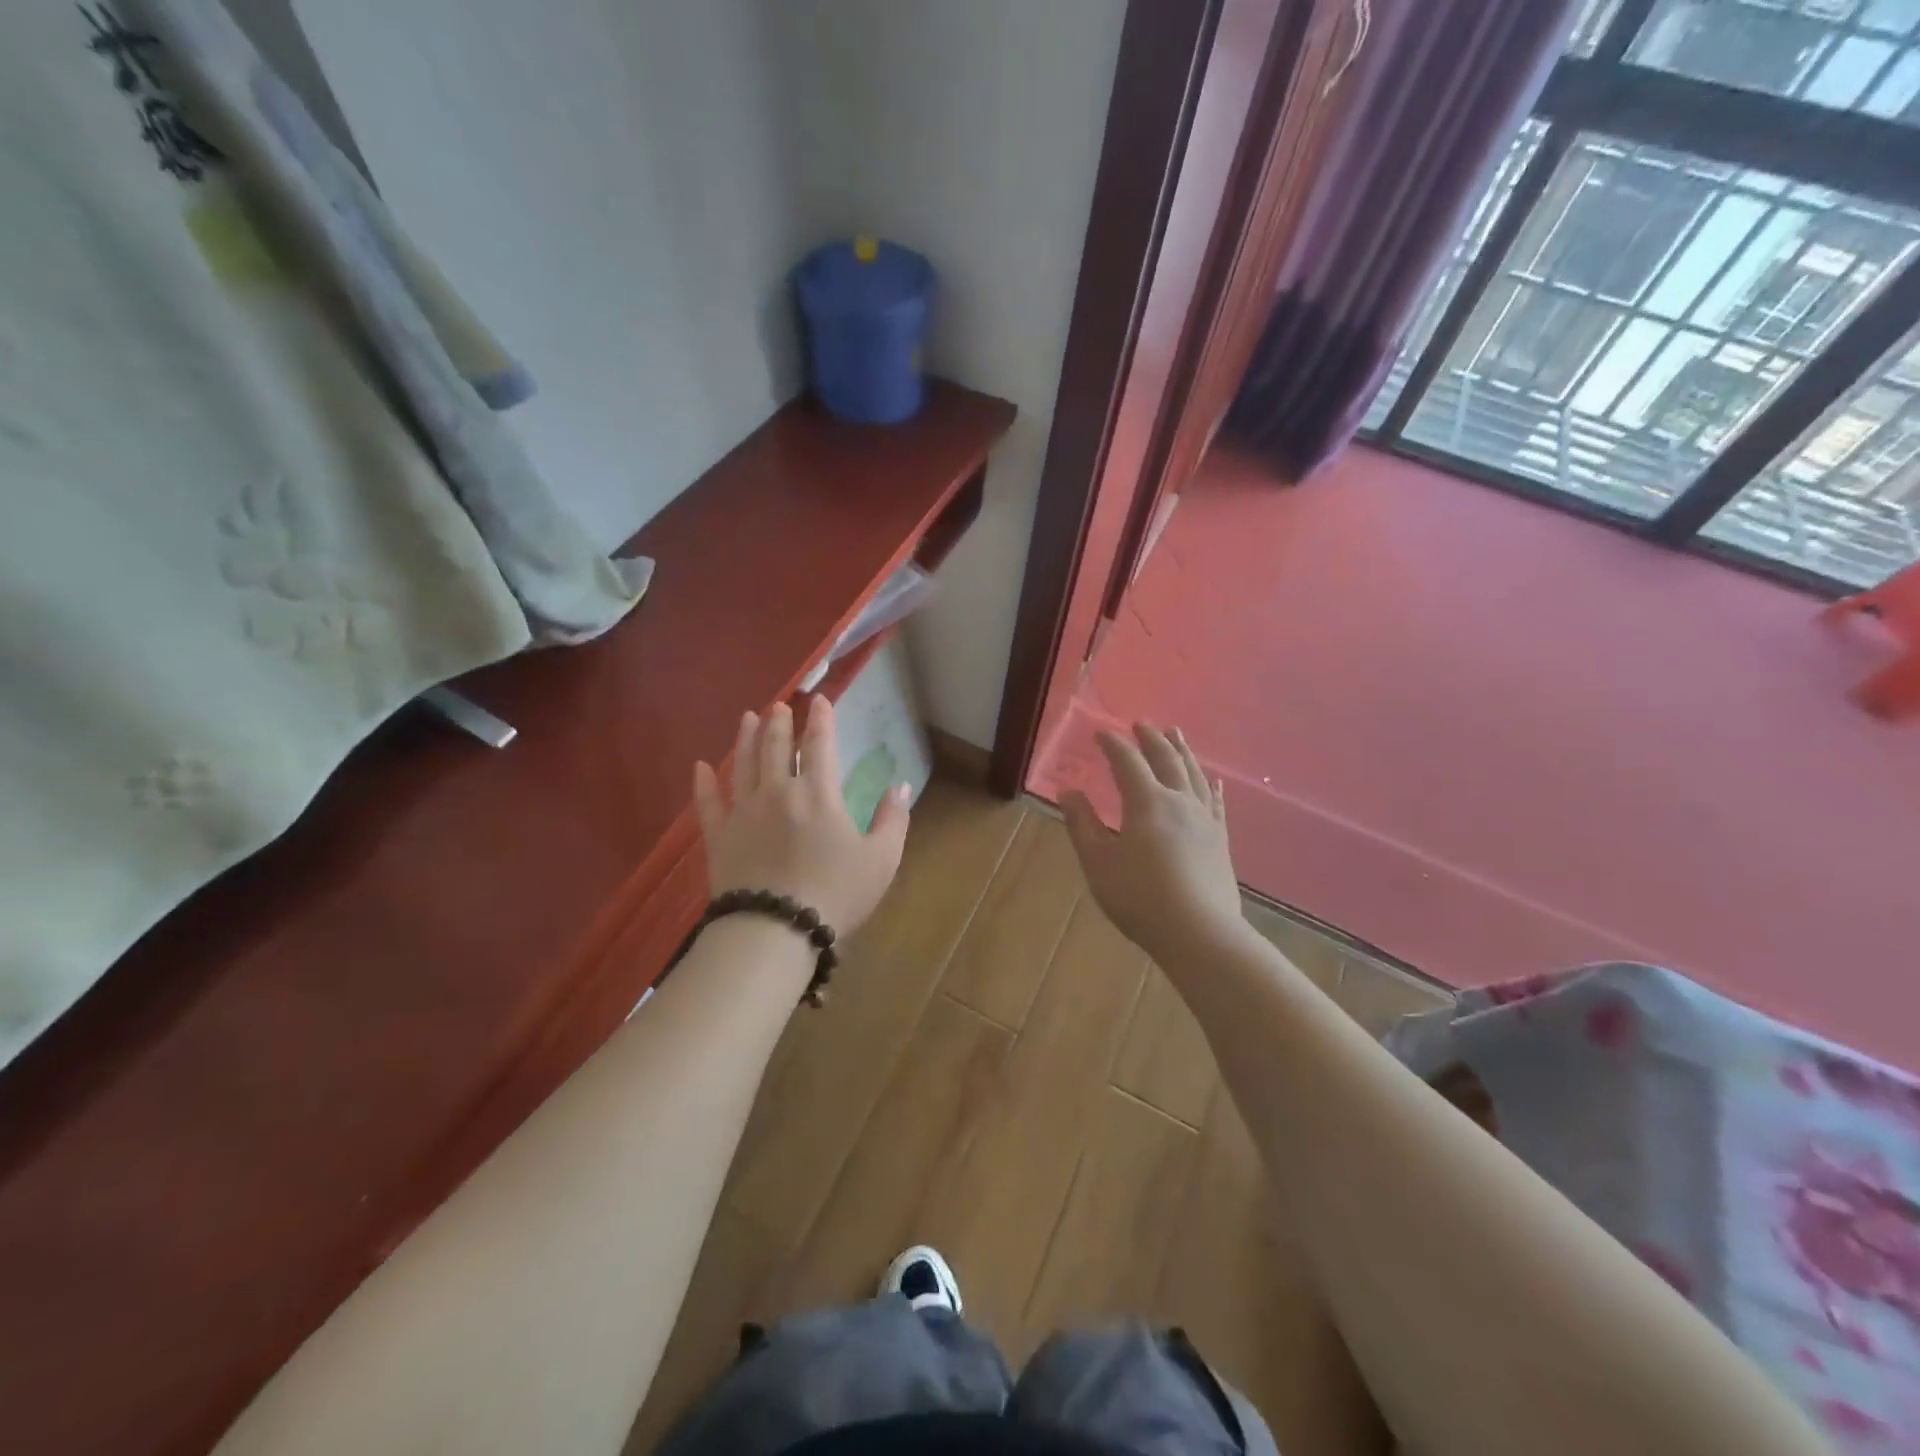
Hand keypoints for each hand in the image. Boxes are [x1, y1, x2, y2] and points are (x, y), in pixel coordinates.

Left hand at [693, 696, 910, 937]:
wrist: (775, 929)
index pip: (819, 745)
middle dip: (779, 723)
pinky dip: (703, 783)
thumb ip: (893, 819)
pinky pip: (707, 803)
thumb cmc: (835, 893)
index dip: (821, 720)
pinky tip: (700, 767)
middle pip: (775, 747)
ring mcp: (743, 812)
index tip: (819, 701)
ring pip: (743, 765)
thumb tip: (901, 785)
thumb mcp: (881, 859)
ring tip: (747, 718)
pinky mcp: (719, 837)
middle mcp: (777, 792)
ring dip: (745, 738)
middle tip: (779, 706)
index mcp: (818, 793)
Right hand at [1061, 724, 1241, 965]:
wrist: (1199, 932)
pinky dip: (1209, 784)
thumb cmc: (1140, 897)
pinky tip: (1212, 780)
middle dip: (1151, 739)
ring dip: (1182, 751)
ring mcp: (1205, 819)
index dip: (1113, 745)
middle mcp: (1179, 801)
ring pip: (1193, 774)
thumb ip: (1082, 824)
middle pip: (1166, 759)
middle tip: (1142, 724)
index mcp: (1147, 802)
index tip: (1100, 733)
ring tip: (1176, 734)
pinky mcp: (1220, 839)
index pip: (1127, 762)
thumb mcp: (1098, 862)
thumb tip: (1069, 792)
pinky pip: (1215, 801)